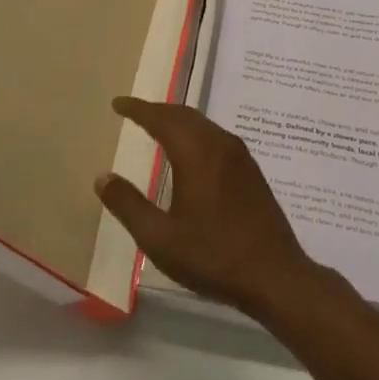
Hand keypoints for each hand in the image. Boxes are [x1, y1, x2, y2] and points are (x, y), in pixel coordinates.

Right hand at [95, 97, 320, 317]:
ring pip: (202, 124)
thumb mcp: (160, 238)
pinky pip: (215, 137)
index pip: (161, 118)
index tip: (118, 103)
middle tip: (134, 112)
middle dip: (157, 110)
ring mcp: (240, 156)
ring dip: (177, 120)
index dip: (137, 109)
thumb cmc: (213, 256)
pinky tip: (190, 152)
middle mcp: (219, 144)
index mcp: (196, 153)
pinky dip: (194, 133)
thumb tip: (103, 177)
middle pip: (183, 115)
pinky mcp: (251, 170)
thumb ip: (128, 205)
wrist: (276, 276)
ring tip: (157, 127)